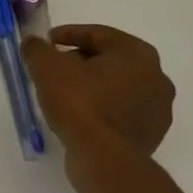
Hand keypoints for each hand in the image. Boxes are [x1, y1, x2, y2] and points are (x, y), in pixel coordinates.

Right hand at [21, 25, 175, 167]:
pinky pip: (121, 111)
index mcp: (137, 53)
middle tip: (53, 69)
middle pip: (110, 60)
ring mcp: (158, 108)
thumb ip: (38, 49)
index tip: (47, 42)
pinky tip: (80, 117)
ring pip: (117, 87)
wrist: (104, 158)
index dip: (68, 34)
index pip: (99, 34)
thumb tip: (34, 43)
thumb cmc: (79, 104)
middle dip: (80, 61)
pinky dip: (102, 108)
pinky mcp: (151, 133)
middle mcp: (156, 76)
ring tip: (63, 94)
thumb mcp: (48, 69)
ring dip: (92, 86)